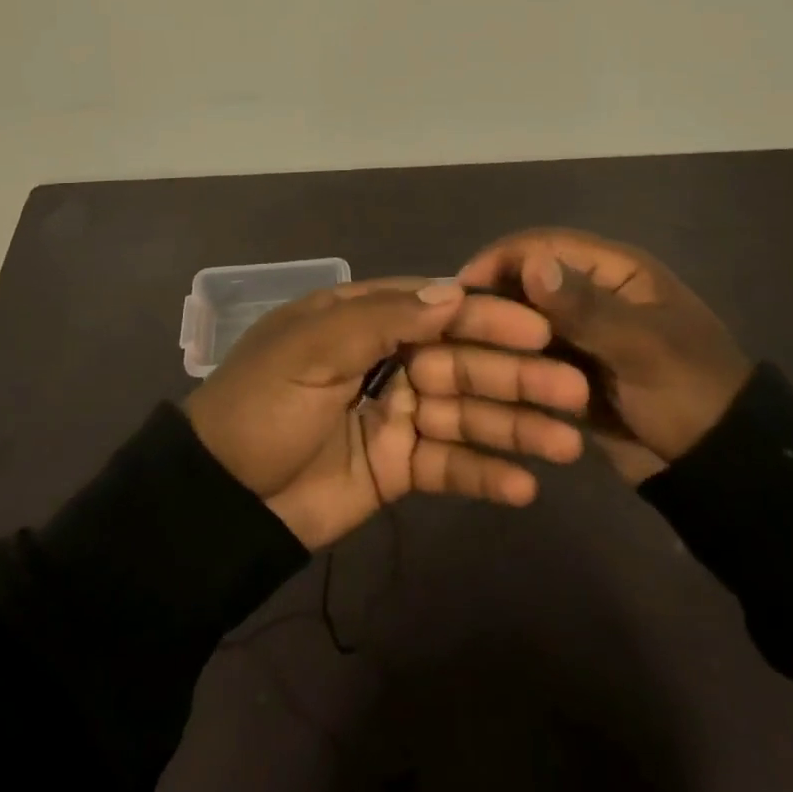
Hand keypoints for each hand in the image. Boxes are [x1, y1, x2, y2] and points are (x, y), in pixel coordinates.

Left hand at [184, 278, 591, 548]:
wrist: (220, 500)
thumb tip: (453, 292)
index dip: (487, 318)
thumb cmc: (263, 405)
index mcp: (364, 319)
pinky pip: (448, 466)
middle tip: (571, 391)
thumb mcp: (312, 348)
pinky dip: (484, 475)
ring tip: (565, 445)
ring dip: (514, 427)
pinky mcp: (398, 468)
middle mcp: (388, 359)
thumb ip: (383, 318)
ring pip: (465, 414)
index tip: (539, 330)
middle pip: (462, 361)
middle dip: (515, 375)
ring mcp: (396, 414)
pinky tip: (524, 488)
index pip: (437, 309)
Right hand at [458, 229, 753, 482]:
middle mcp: (593, 292)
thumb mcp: (642, 347)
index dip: (501, 259)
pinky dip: (512, 363)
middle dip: (493, 299)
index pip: (545, 245)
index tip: (458, 287)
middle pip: (529, 282)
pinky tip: (481, 378)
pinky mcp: (575, 370)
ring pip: (526, 321)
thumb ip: (585, 307)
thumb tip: (530, 264)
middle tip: (449, 326)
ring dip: (499, 334)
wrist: (724, 470)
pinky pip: (533, 357)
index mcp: (615, 269)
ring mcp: (583, 334)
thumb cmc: (691, 393)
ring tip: (457, 354)